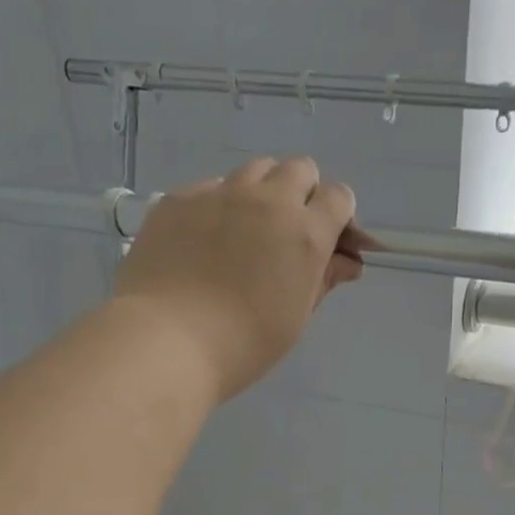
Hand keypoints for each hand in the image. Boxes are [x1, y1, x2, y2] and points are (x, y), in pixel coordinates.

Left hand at [113, 156, 364, 401]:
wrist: (167, 341)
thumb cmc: (244, 344)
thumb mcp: (295, 318)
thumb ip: (323, 280)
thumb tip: (347, 261)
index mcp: (305, 233)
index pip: (339, 197)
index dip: (338, 217)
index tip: (329, 242)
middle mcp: (266, 201)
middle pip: (299, 170)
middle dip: (303, 195)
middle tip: (287, 235)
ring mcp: (219, 194)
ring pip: (254, 171)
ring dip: (261, 193)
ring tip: (245, 234)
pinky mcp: (179, 199)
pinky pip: (210, 188)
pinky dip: (218, 207)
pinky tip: (204, 244)